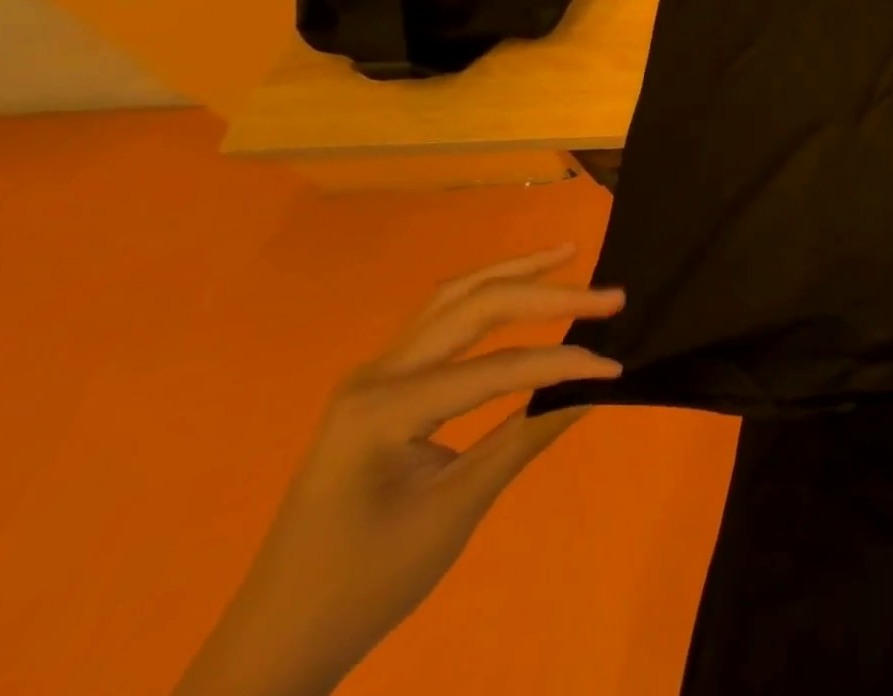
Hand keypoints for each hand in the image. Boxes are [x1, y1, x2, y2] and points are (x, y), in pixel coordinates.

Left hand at [175, 245, 624, 695]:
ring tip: (567, 252)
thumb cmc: (365, 582)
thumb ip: (528, 435)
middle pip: (476, 306)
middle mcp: (376, 373)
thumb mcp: (456, 510)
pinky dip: (486, 296)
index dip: (563, 364)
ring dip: (514, 274)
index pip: (498, 367)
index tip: (616, 369)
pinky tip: (515, 288)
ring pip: (454, 298)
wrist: (276, 640)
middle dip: (548, 294)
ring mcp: (373, 374)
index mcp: (385, 408)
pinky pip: (440, 320)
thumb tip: (595, 387)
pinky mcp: (380, 385)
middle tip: (611, 295)